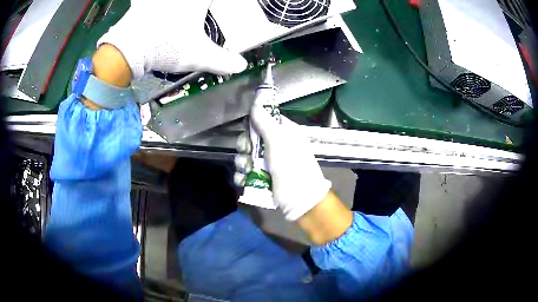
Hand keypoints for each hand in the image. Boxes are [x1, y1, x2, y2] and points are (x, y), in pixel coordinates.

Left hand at [98, 0, 246, 78]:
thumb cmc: (167, 47)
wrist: (128, 50)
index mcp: (198, 0)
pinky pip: (144, 2)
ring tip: (179, 14)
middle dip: (200, 6)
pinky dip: (146, 5)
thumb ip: (222, 61)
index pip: (215, 0)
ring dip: (173, 7)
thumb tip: (242, 65)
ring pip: (167, 2)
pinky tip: (146, 7)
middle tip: (201, 12)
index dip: (222, 6)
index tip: (216, 10)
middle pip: (197, 1)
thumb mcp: (198, 56)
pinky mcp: (141, 3)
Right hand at [236, 102, 332, 220]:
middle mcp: (276, 146)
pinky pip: (246, 172)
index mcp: (285, 133)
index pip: (266, 120)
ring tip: (247, 169)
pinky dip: (242, 176)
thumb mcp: (278, 141)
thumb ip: (265, 122)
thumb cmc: (292, 166)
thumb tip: (255, 103)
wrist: (300, 199)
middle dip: (245, 145)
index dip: (254, 122)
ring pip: (246, 156)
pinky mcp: (262, 178)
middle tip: (248, 151)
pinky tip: (243, 180)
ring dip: (242, 162)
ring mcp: (269, 163)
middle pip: (252, 138)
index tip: (248, 128)